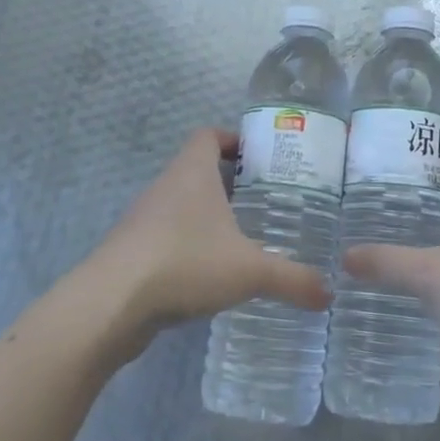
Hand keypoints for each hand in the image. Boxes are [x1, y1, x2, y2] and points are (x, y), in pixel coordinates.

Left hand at [80, 128, 328, 361]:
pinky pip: (167, 237)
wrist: (110, 305)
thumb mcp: (250, 271)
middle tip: (264, 202)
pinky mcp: (132, 252)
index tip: (258, 158)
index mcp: (192, 172)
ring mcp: (144, 219)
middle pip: (197, 170)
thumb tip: (329, 293)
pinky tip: (210, 274)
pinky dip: (189, 246)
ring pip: (181, 205)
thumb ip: (292, 279)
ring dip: (207, 216)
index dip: (232, 139)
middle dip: (229, 183)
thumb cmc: (185, 263)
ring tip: (242, 239)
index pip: (208, 135)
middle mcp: (165, 187)